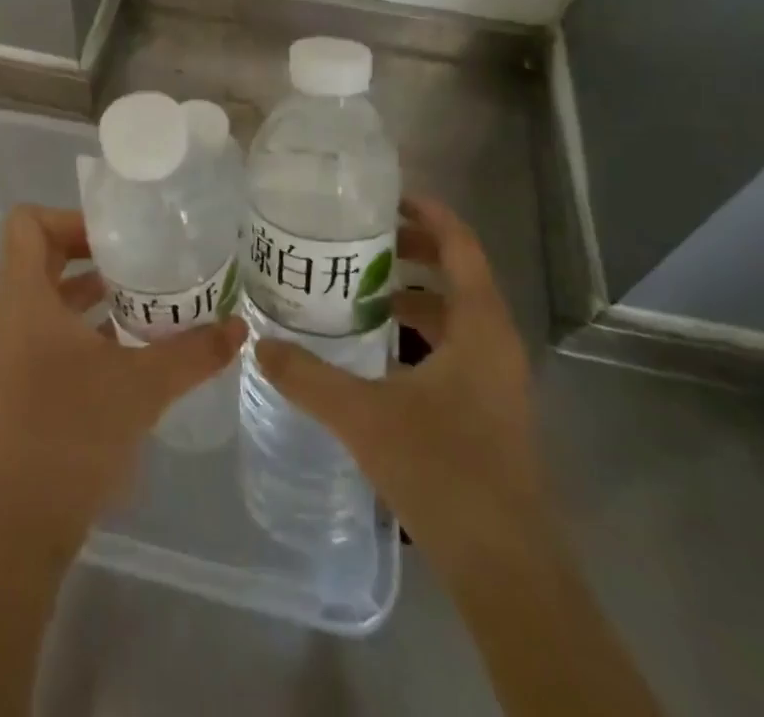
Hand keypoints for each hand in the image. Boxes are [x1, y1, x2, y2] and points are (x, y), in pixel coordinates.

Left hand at [0, 205, 246, 551]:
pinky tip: (134, 339)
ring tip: (147, 292)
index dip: (68, 217)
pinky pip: (55, 326)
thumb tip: (240, 326)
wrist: (28, 522)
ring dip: (94, 286)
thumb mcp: (143, 386)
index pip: (26, 223)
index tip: (117, 236)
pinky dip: (89, 320)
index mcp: (25, 299)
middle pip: (41, 252)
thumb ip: (193, 352)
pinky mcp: (29, 377)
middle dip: (91, 248)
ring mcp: (18, 348)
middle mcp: (14, 314)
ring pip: (50, 292)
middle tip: (140, 256)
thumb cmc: (74, 434)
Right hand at [253, 196, 545, 564]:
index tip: (385, 196)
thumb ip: (307, 376)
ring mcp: (497, 378)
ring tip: (359, 286)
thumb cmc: (443, 471)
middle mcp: (496, 342)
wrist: (506, 568)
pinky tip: (377, 348)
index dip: (429, 213)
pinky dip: (419, 331)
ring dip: (414, 293)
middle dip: (412, 249)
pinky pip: (454, 346)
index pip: (461, 246)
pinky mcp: (489, 408)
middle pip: (459, 273)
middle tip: (358, 237)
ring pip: (456, 313)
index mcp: (480, 326)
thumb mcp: (364, 415)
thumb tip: (258, 344)